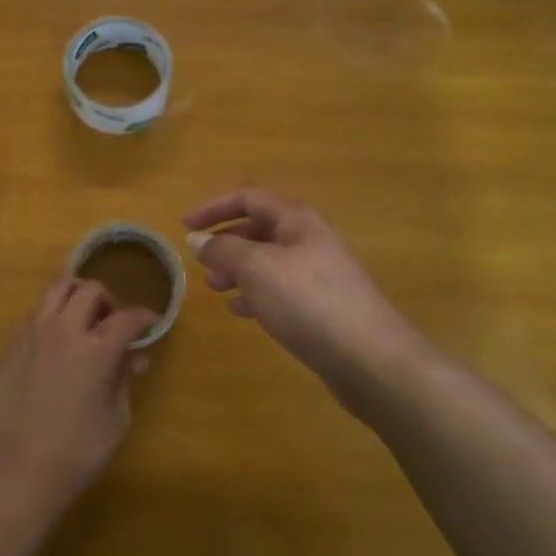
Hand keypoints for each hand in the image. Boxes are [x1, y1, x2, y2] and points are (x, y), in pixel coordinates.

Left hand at [0, 277, 156, 504]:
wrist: (19, 469)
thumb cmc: (78, 451)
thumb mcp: (116, 417)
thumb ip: (124, 378)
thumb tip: (134, 356)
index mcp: (97, 349)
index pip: (127, 317)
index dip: (144, 317)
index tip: (151, 323)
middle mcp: (64, 329)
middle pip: (91, 289)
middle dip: (109, 300)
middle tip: (113, 323)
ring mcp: (34, 332)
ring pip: (57, 287)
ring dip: (77, 295)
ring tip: (83, 318)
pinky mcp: (12, 343)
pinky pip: (36, 312)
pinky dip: (52, 315)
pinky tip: (56, 341)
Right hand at [185, 188, 416, 402]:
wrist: (369, 358)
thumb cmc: (306, 301)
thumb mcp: (255, 267)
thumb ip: (223, 249)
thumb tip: (198, 239)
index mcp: (296, 219)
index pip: (248, 198)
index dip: (213, 207)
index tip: (185, 226)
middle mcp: (309, 239)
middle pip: (259, 228)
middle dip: (226, 242)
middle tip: (201, 264)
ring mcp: (318, 273)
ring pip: (268, 261)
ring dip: (238, 270)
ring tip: (216, 289)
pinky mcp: (322, 306)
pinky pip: (281, 289)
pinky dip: (256, 294)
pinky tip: (241, 311)